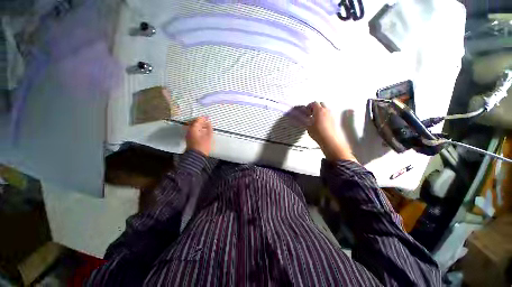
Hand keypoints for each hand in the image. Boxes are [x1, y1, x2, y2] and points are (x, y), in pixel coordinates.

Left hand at [185, 117, 212, 155]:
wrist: (196, 156)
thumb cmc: (202, 147)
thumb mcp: (208, 136)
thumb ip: (209, 128)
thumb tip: (208, 123)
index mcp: (193, 128)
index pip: (198, 120)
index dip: (204, 118)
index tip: (207, 118)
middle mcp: (189, 130)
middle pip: (194, 123)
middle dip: (201, 121)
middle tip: (206, 121)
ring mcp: (188, 135)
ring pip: (193, 127)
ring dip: (199, 126)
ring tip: (205, 127)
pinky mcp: (189, 139)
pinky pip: (193, 131)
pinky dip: (197, 130)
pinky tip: (202, 132)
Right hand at [306, 102, 356, 162]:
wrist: (328, 140)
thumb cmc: (318, 133)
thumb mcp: (308, 126)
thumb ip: (305, 119)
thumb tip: (302, 117)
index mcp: (319, 110)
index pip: (314, 103)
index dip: (309, 106)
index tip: (306, 111)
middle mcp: (326, 111)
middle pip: (320, 104)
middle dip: (315, 107)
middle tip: (310, 113)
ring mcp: (331, 115)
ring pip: (325, 109)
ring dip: (320, 111)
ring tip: (315, 118)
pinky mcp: (333, 120)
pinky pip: (328, 114)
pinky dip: (324, 116)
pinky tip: (320, 122)